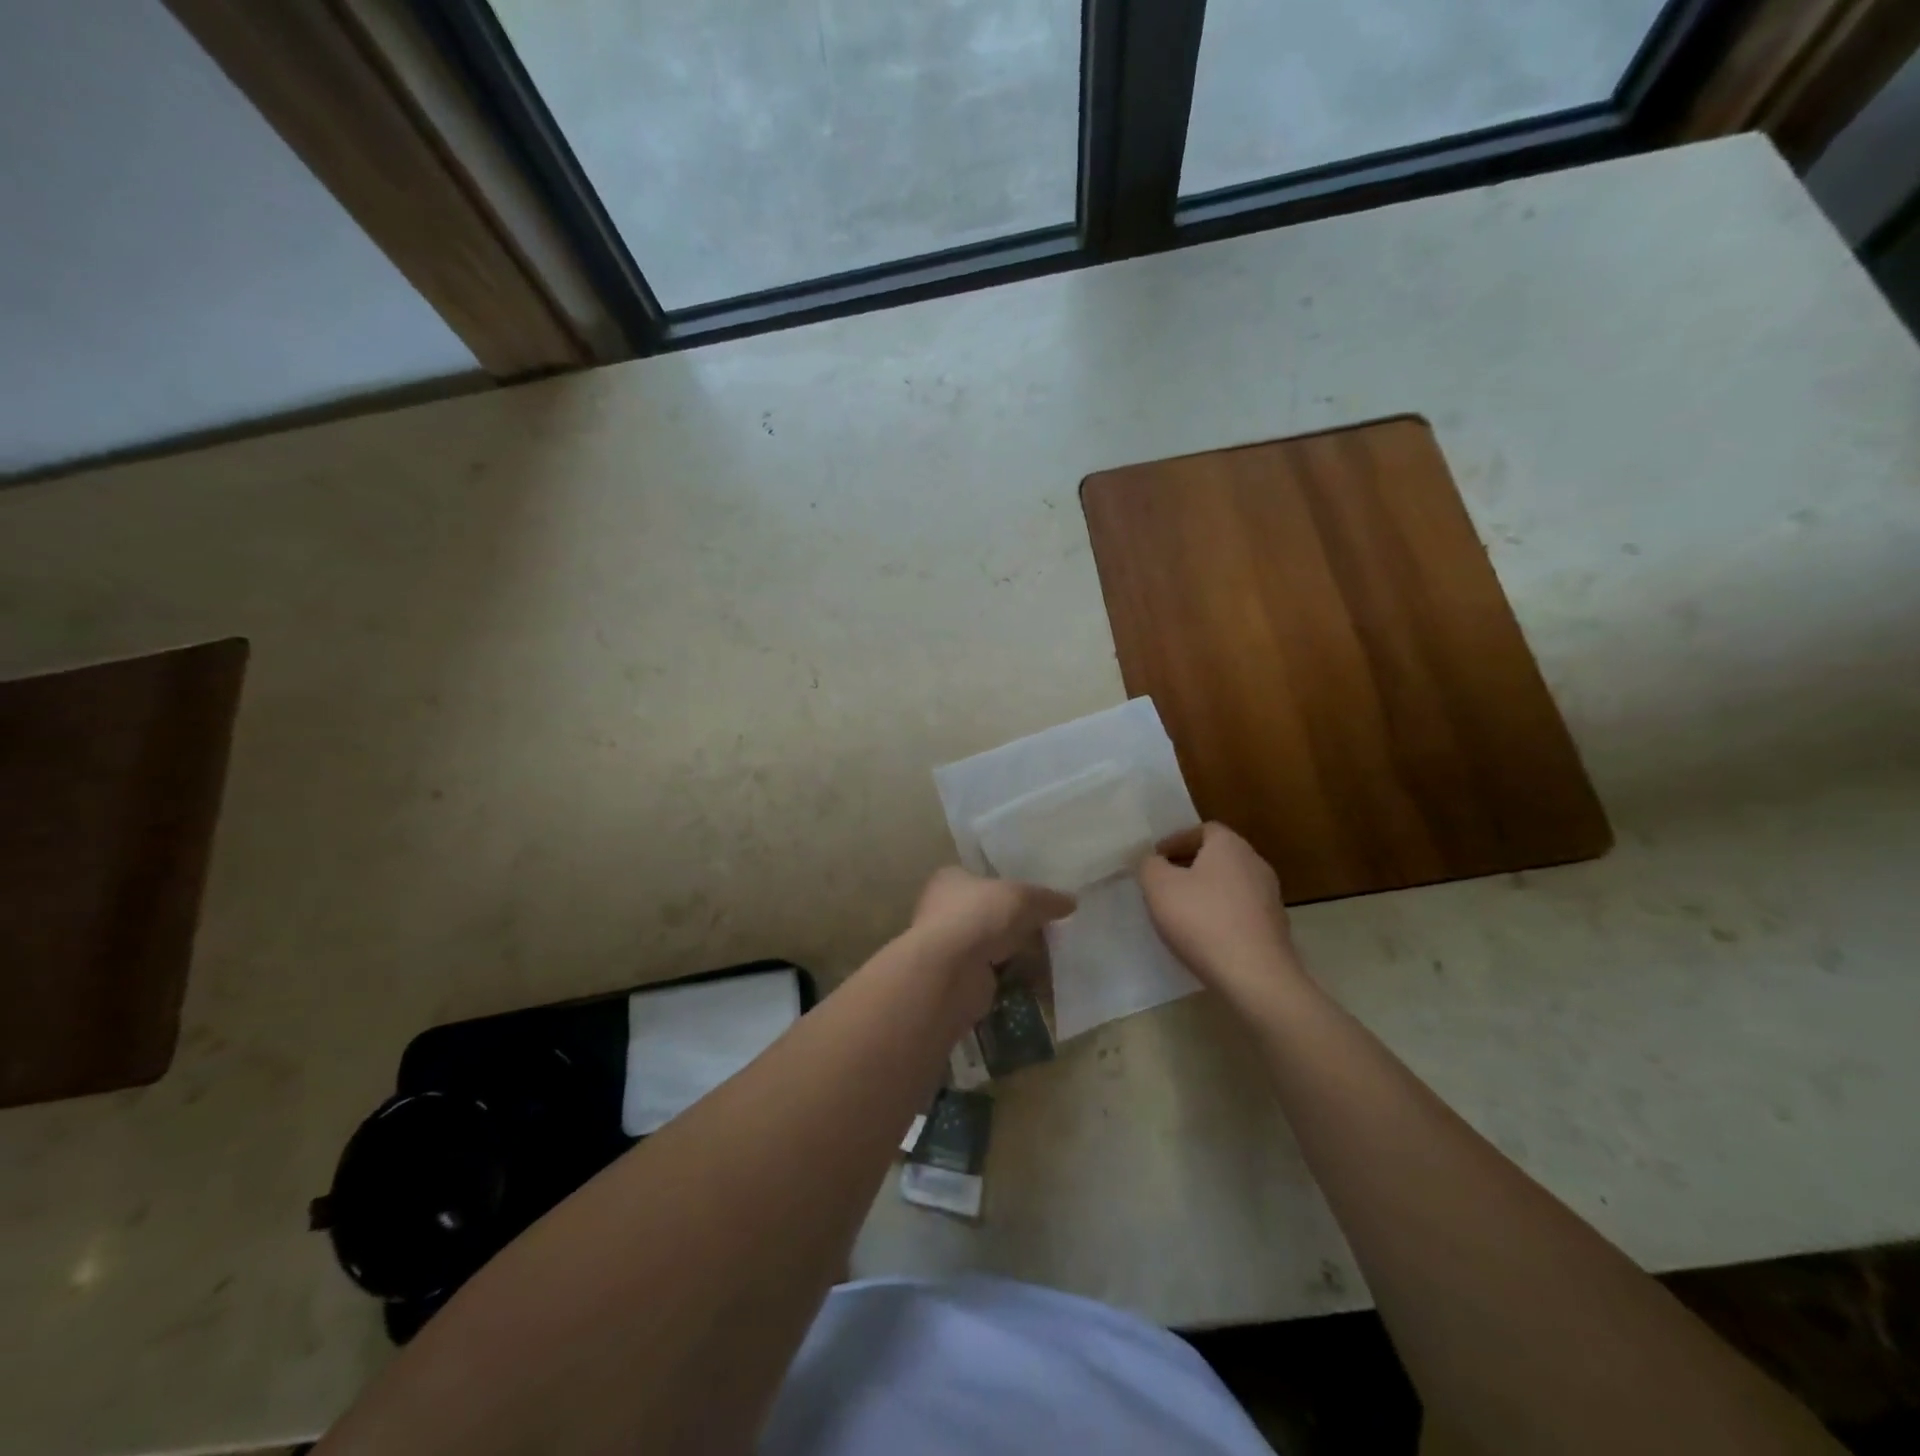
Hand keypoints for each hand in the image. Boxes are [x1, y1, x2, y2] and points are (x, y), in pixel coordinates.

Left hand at [910, 867, 1075, 984]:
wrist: (949, 972)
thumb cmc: (979, 916)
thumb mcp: (1022, 897)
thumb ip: (1047, 898)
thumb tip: (1071, 901)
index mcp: (951, 879)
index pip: (983, 878)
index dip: (1010, 886)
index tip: (1037, 898)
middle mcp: (944, 909)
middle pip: (989, 912)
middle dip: (1017, 922)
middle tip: (1050, 928)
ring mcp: (949, 945)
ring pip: (991, 944)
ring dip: (1015, 950)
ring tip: (1051, 954)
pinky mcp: (958, 977)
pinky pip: (993, 972)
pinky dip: (1012, 974)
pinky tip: (1037, 978)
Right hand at [1137, 823, 1299, 1003]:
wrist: (1255, 976)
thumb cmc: (1202, 920)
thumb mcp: (1158, 887)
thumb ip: (1149, 865)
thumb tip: (1154, 861)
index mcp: (1230, 846)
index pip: (1203, 829)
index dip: (1176, 840)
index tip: (1156, 858)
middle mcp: (1255, 863)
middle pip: (1217, 856)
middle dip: (1188, 865)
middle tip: (1163, 882)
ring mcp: (1269, 897)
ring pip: (1229, 884)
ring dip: (1205, 891)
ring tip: (1179, 910)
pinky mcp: (1274, 927)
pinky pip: (1239, 910)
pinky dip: (1220, 913)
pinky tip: (1202, 934)